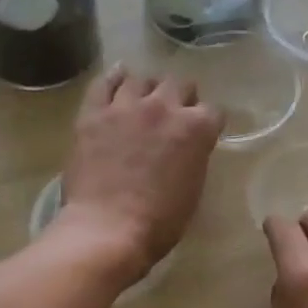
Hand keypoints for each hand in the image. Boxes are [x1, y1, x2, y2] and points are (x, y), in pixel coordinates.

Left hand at [60, 67, 222, 283]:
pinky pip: (104, 83)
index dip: (208, 122)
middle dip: (181, 97)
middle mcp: (164, 107)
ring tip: (144, 101)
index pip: (213, 111)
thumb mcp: (193, 188)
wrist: (109, 229)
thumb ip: (194, 156)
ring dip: (148, 90)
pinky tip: (118, 78)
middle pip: (179, 85)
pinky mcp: (93, 114)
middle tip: (174, 113)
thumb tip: (188, 146)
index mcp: (196, 129)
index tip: (203, 132)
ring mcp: (126, 107)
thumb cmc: (160, 222)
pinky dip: (114, 78)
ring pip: (142, 80)